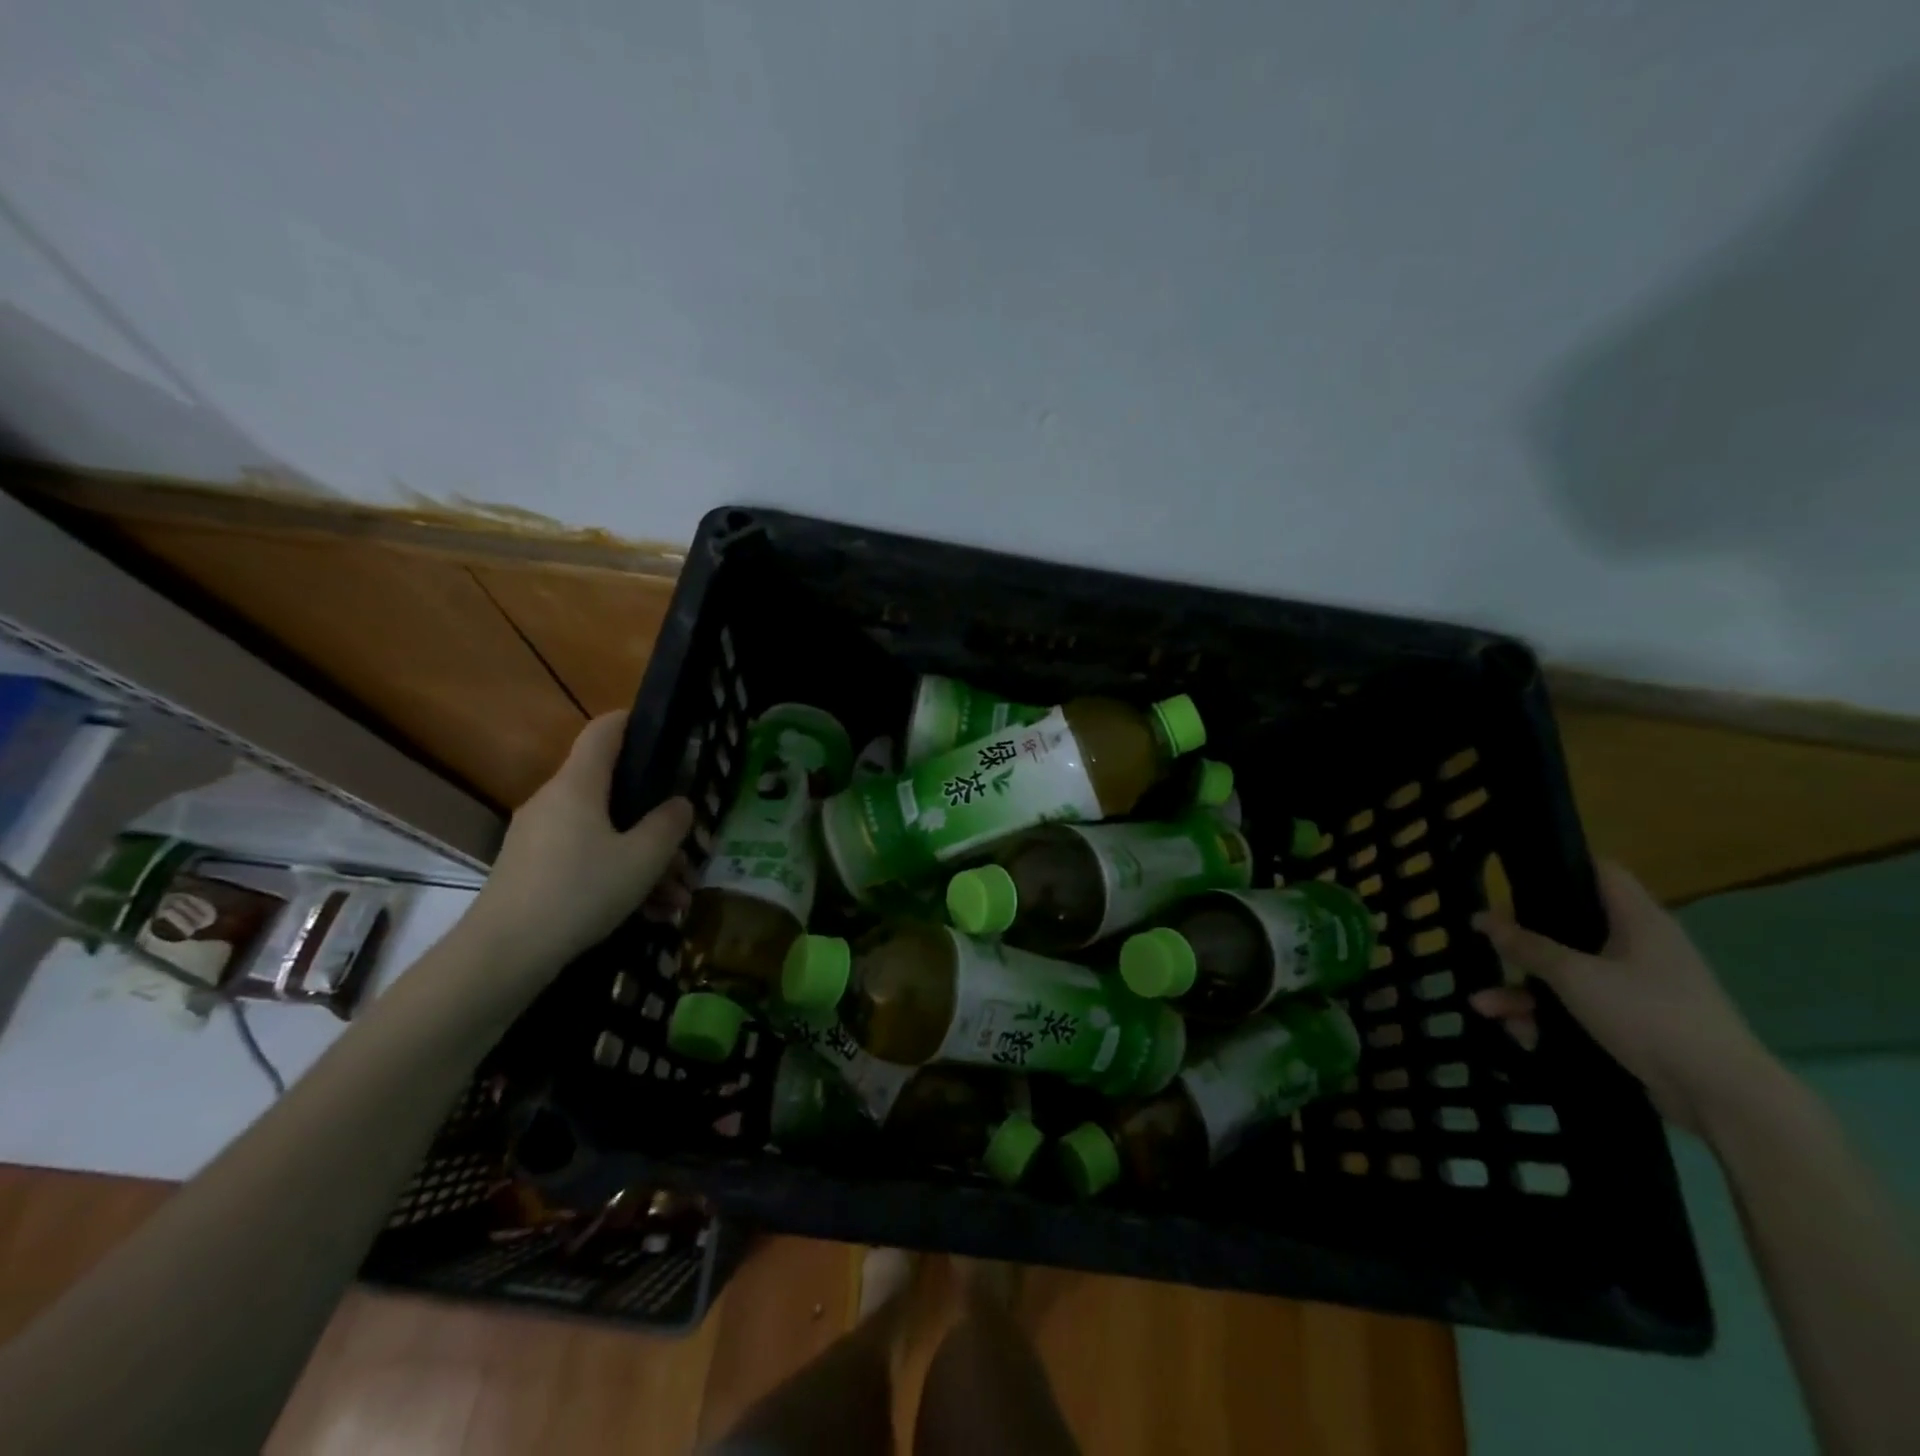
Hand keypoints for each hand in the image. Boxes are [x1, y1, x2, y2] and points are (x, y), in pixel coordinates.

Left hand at [464, 712, 693, 979]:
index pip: (604, 731)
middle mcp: (554, 801)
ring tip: (676, 899)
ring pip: (604, 835)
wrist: (503, 955)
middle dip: (655, 822)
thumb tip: (680, 804)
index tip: (663, 730)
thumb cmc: (580, 891)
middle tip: (687, 852)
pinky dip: (617, 878)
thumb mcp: (642, 859)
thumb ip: (668, 826)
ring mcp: (538, 837)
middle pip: (613, 794)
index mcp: (578, 785)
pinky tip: (648, 914)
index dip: (633, 721)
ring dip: (644, 861)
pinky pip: (585, 860)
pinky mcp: (531, 870)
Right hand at [1470, 860, 1771, 1135]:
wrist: (1723, 1097)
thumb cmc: (1650, 1016)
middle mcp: (1641, 947)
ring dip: (1523, 990)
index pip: (1600, 872)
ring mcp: (1640, 988)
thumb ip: (1527, 946)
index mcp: (1639, 921)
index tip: (1514, 877)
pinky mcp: (1637, 1023)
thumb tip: (1482, 919)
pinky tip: (1520, 1034)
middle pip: (1570, 928)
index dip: (1559, 866)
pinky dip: (1549, 1018)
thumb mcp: (1575, 976)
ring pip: (1568, 975)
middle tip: (1488, 947)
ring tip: (1484, 1007)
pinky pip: (1581, 1008)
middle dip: (1522, 944)